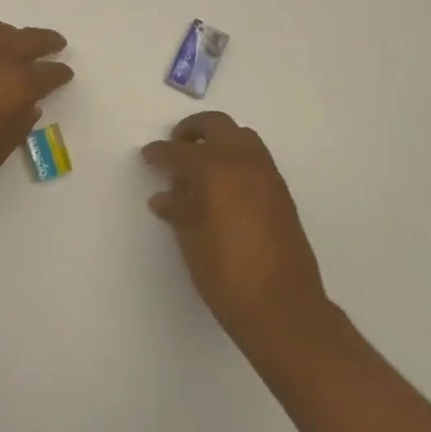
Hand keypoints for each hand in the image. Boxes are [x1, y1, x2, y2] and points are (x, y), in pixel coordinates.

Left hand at [0, 22, 72, 222]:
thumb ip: (15, 127)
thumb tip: (27, 107)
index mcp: (12, 87)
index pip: (45, 73)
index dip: (58, 73)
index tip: (65, 73)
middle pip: (24, 39)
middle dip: (44, 41)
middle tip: (56, 44)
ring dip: (13, 36)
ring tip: (18, 45)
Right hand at [142, 111, 329, 347]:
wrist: (282, 306)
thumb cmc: (227, 275)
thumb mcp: (191, 240)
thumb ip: (178, 209)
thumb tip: (165, 195)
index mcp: (215, 170)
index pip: (180, 151)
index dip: (160, 153)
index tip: (148, 156)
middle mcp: (243, 161)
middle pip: (216, 125)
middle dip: (192, 131)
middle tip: (175, 147)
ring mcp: (267, 173)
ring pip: (241, 136)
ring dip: (218, 140)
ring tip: (200, 165)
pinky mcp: (281, 190)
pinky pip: (255, 157)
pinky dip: (236, 157)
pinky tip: (223, 185)